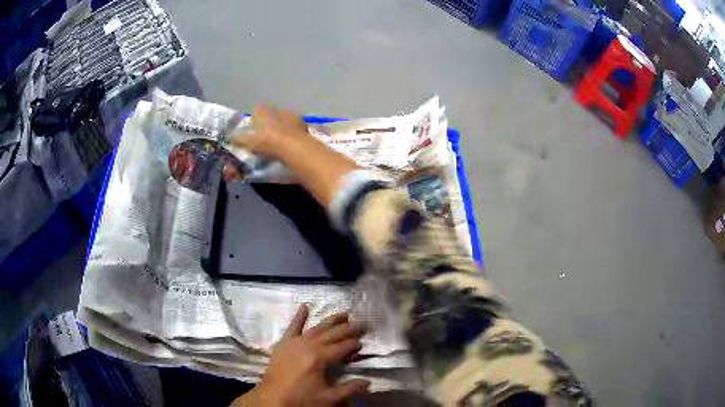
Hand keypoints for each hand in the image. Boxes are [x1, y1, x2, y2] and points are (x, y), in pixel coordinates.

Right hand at [232, 104, 309, 158]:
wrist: (292, 146)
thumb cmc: (267, 142)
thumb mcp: (249, 143)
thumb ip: (239, 140)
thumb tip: (229, 138)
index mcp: (263, 111)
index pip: (257, 109)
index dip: (255, 117)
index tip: (254, 126)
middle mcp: (277, 109)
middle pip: (272, 113)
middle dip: (270, 120)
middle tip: (267, 133)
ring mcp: (291, 115)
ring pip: (284, 118)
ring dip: (282, 125)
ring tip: (280, 138)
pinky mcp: (302, 124)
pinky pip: (295, 127)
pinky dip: (293, 132)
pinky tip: (291, 140)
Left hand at [232, 304, 369, 406]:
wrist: (272, 398)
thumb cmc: (301, 399)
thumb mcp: (328, 398)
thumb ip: (350, 389)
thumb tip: (368, 383)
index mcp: (321, 358)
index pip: (342, 347)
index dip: (354, 344)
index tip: (363, 342)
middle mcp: (309, 345)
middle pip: (332, 334)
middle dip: (348, 329)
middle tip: (361, 323)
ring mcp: (295, 342)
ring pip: (316, 328)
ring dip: (331, 321)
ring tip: (344, 313)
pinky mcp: (284, 343)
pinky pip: (292, 327)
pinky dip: (299, 316)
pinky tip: (304, 306)